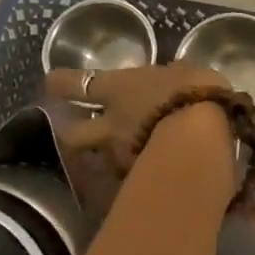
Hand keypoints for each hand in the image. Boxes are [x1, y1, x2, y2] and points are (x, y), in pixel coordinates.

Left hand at [44, 63, 231, 173]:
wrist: (202, 140)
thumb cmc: (194, 94)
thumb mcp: (188, 73)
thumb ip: (174, 74)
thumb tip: (174, 73)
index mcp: (117, 89)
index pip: (74, 83)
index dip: (61, 83)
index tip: (52, 83)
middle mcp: (110, 125)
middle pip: (73, 134)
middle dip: (70, 132)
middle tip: (75, 131)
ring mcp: (120, 157)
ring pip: (100, 160)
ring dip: (107, 158)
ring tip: (121, 159)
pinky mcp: (137, 181)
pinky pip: (128, 178)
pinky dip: (134, 176)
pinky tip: (148, 176)